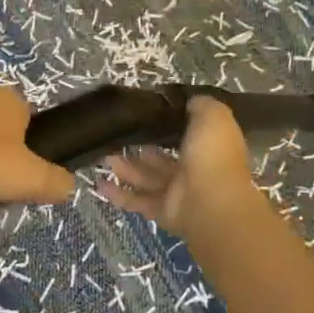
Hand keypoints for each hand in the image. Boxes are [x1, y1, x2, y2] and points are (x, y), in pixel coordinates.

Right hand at [102, 97, 261, 238]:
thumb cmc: (212, 155)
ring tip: (102, 154)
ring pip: (146, 176)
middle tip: (117, 134)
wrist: (212, 203)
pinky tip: (99, 183)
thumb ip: (201, 106)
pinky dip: (118, 194)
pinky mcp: (161, 210)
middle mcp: (193, 169)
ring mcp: (177, 192)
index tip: (146, 113)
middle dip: (141, 147)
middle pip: (162, 157)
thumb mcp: (213, 117)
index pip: (186, 134)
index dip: (168, 124)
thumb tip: (190, 101)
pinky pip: (137, 200)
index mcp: (207, 147)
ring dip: (125, 166)